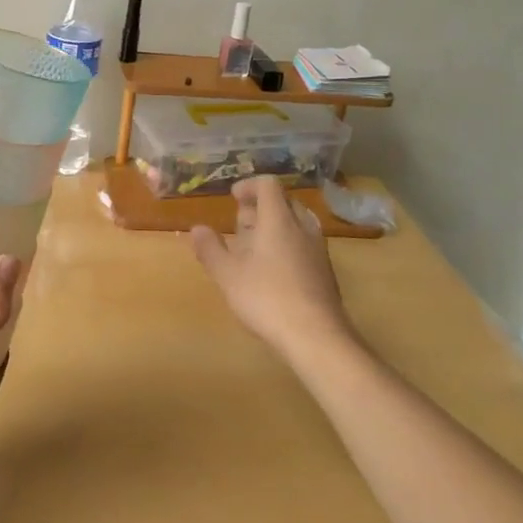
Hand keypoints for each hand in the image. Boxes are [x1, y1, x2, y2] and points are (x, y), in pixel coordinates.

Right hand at [191, 177, 352, 359]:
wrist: (316, 337)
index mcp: (279, 220)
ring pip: (296, 223)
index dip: (249, 186)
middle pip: (284, 202)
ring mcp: (318, 250)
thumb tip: (196, 228)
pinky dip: (287, 245)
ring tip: (254, 248)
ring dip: (275, 227)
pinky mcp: (326, 272)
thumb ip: (210, 249)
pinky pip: (305, 244)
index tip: (233, 198)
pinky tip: (273, 272)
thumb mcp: (228, 275)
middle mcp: (302, 227)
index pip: (268, 185)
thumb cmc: (267, 298)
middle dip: (260, 207)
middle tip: (241, 225)